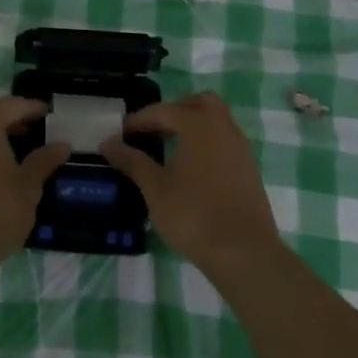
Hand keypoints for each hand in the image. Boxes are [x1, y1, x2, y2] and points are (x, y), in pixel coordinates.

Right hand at [100, 92, 283, 277]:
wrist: (245, 254)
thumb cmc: (194, 216)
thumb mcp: (155, 188)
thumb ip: (132, 161)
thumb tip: (107, 143)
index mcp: (198, 125)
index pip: (162, 111)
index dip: (138, 120)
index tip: (120, 135)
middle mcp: (223, 127)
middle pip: (197, 103)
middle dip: (173, 111)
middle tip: (152, 132)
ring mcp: (240, 147)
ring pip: (215, 120)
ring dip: (192, 126)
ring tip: (169, 149)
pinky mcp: (249, 168)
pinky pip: (225, 140)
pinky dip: (207, 142)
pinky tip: (192, 168)